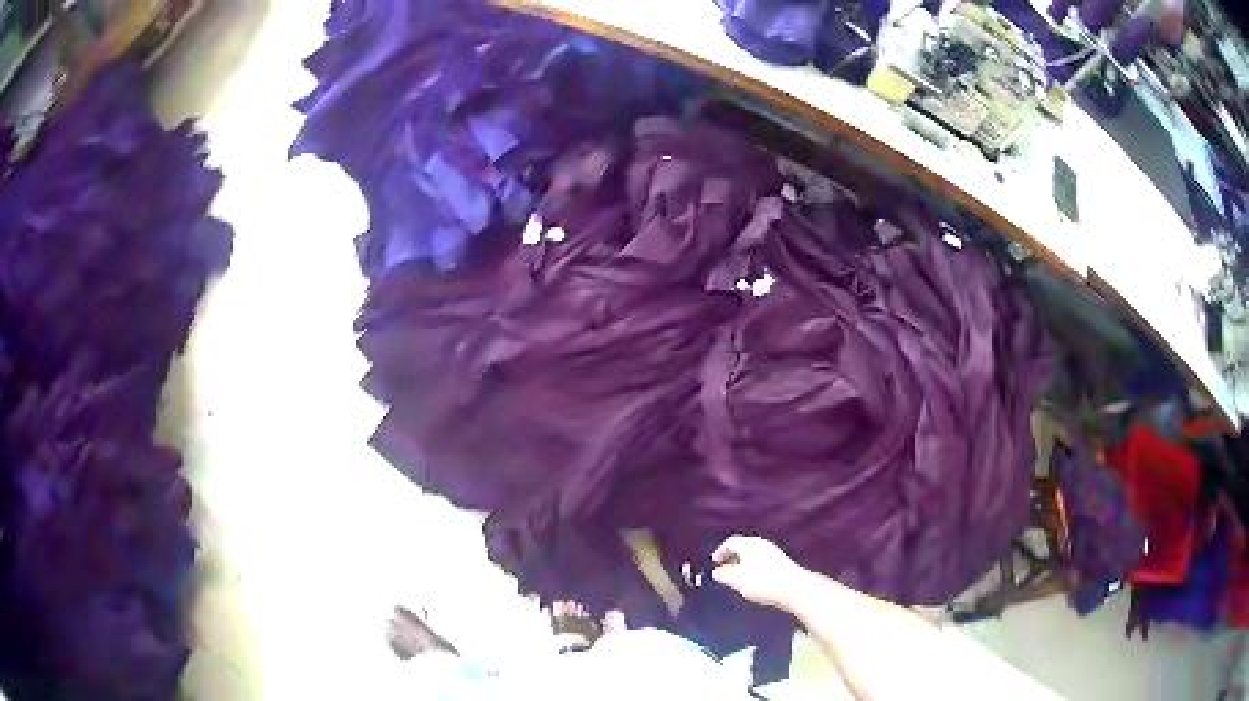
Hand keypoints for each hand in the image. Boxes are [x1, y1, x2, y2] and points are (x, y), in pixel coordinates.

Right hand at [712, 535, 810, 611]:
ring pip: (753, 554)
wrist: (794, 588)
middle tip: (724, 568)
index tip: (714, 562)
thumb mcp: (738, 580)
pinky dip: (752, 566)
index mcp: (749, 544)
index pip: (731, 542)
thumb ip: (725, 575)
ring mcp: (773, 552)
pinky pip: (761, 560)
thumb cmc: (763, 582)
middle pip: (743, 546)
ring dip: (742, 562)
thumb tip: (716, 571)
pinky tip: (753, 579)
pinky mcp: (781, 562)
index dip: (721, 551)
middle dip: (732, 556)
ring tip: (737, 576)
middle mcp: (761, 544)